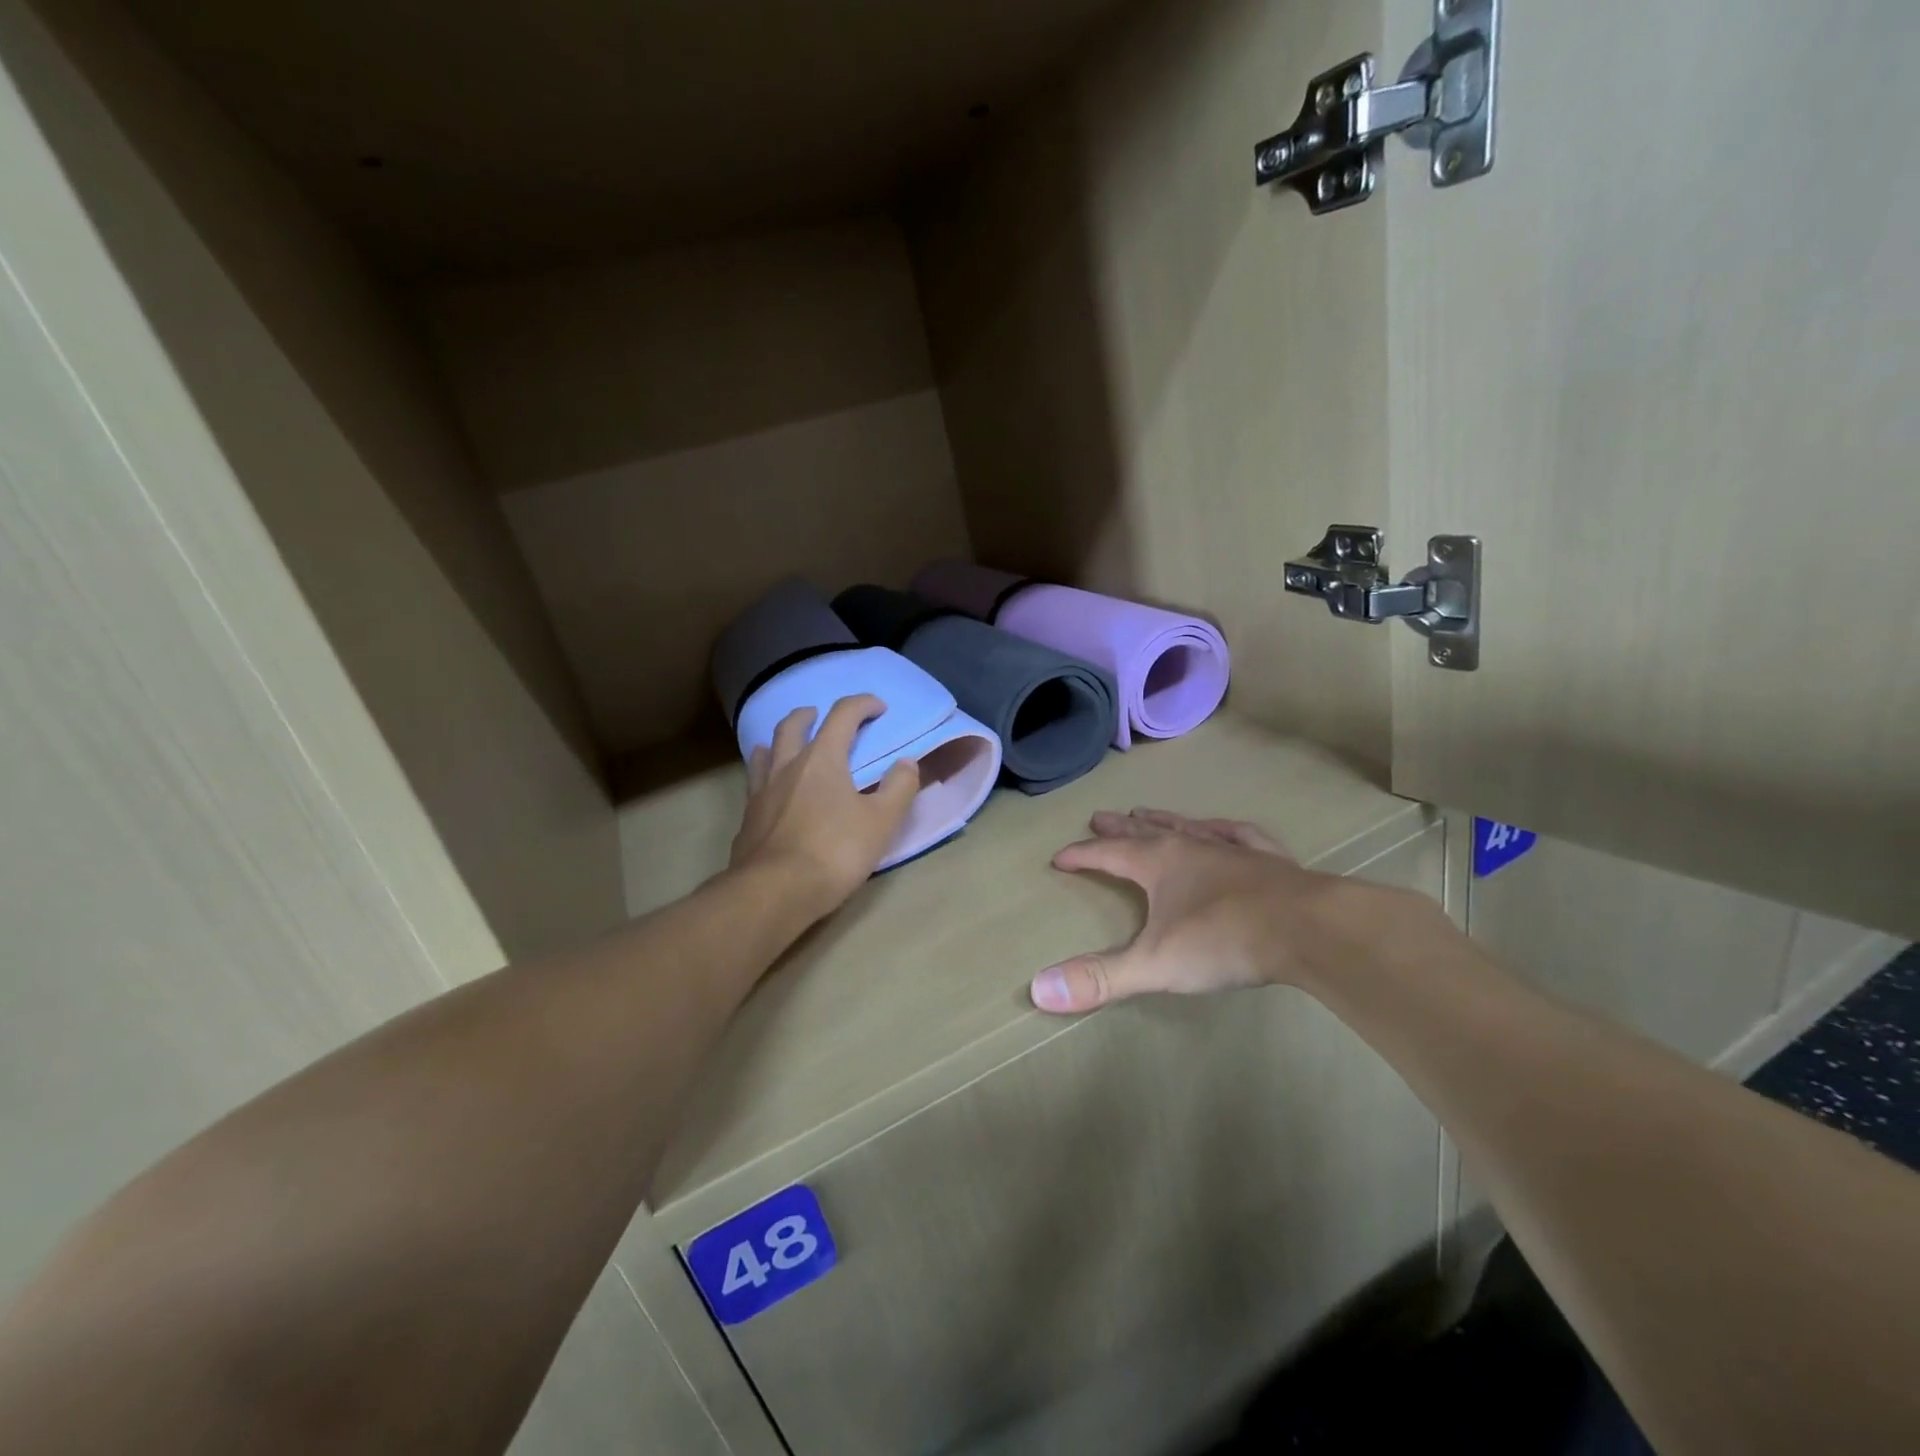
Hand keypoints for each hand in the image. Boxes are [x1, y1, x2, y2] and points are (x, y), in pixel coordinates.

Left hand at [730, 696, 918, 918]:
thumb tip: (907, 763)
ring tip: (786, 745)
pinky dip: (764, 774)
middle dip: (809, 715)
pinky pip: (754, 783)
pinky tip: (769, 790)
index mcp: (822, 759)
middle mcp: (786, 766)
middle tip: (819, 715)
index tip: (878, 707)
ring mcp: (761, 792)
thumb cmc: (834, 851)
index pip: (842, 716)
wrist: (774, 891)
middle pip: (793, 726)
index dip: (862, 705)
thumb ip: (898, 788)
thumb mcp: (881, 822)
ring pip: (765, 751)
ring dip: (778, 740)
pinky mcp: (747, 818)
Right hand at [1029, 808, 1357, 1013]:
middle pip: (1145, 832)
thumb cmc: (1224, 940)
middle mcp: (1191, 846)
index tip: (1060, 856)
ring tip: (1147, 813)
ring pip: (1189, 826)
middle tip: (1099, 816)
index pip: (1108, 854)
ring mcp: (1232, 849)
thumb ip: (1100, 978)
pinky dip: (1223, 829)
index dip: (1081, 855)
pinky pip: (1239, 834)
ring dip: (1164, 820)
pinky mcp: (1270, 860)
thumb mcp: (1154, 965)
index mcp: (1159, 863)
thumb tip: (1038, 991)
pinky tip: (1222, 828)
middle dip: (1118, 828)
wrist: (1308, 929)